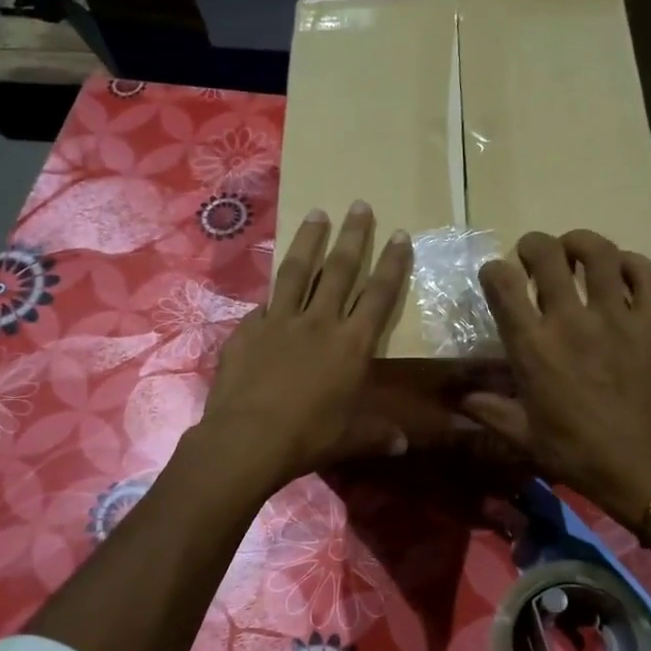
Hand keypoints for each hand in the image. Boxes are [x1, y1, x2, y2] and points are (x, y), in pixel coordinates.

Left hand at [199, 201, 412, 492]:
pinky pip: (263, 307)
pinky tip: (270, 293)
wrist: (248, 438)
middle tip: (358, 204)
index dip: (392, 264)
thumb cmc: (309, 437)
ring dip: (309, 241)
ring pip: (297, 271)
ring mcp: (279, 321)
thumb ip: (376, 434)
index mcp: (351, 344)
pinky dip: (270, 297)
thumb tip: (402, 446)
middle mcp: (319, 322)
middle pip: (339, 269)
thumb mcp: (349, 438)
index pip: (379, 295)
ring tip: (317, 214)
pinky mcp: (247, 330)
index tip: (400, 234)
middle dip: (353, 235)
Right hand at [461, 230, 650, 529]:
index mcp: (532, 346)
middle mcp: (570, 320)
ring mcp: (616, 316)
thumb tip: (459, 399)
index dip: (493, 271)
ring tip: (574, 249)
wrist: (642, 466)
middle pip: (547, 255)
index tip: (495, 277)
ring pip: (599, 253)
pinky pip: (645, 274)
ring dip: (580, 242)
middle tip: (533, 254)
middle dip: (533, 246)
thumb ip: (489, 410)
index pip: (502, 284)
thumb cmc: (575, 452)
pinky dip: (631, 263)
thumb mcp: (523, 436)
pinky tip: (621, 269)